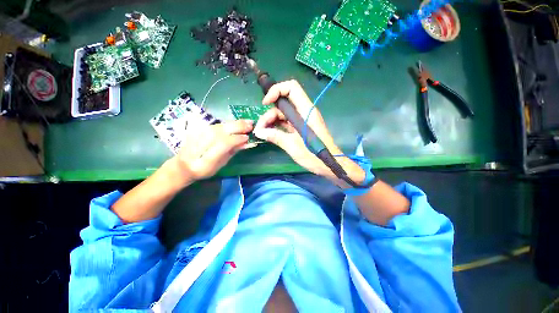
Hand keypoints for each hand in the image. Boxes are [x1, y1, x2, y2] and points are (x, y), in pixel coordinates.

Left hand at [173, 120, 252, 182]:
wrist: (183, 165)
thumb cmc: (205, 169)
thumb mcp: (220, 165)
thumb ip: (232, 152)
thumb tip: (245, 142)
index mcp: (206, 159)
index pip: (223, 144)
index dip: (236, 139)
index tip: (247, 137)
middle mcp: (200, 144)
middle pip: (220, 132)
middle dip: (237, 127)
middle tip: (251, 125)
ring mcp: (197, 135)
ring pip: (219, 126)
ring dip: (234, 123)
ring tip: (247, 122)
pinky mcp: (197, 129)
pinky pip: (216, 125)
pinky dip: (228, 123)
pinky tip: (236, 122)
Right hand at [253, 80, 340, 176]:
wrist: (328, 165)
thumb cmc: (314, 156)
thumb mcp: (293, 146)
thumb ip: (276, 137)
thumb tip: (259, 132)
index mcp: (306, 111)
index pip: (292, 88)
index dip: (276, 90)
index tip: (265, 103)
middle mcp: (303, 112)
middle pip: (283, 104)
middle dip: (269, 113)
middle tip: (260, 129)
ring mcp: (301, 120)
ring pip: (282, 114)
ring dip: (271, 122)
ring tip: (262, 133)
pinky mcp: (299, 128)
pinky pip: (285, 123)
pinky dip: (276, 127)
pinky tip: (269, 134)